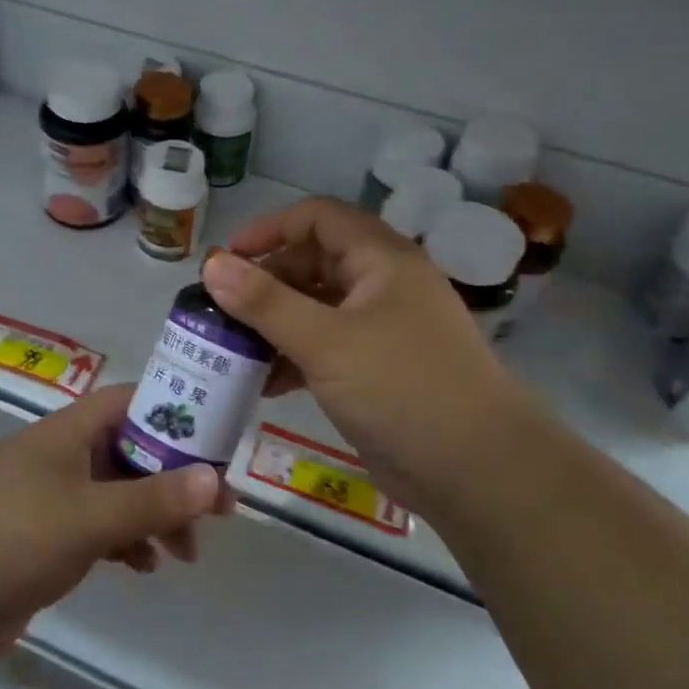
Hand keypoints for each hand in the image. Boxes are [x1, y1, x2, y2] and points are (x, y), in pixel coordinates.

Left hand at [0, 384, 231, 663]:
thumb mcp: (88, 517)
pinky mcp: (42, 537)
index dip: (175, 412)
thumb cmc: (10, 537)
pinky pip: (97, 528)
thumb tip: (214, 479)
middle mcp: (62, 456)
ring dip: (154, 515)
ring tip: (185, 552)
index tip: (216, 441)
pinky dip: (125, 541)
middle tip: (218, 511)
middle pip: (131, 451)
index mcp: (69, 432)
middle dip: (174, 477)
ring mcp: (50, 497)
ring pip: (117, 493)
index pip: (131, 401)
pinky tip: (143, 568)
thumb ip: (152, 499)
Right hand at [202, 196, 529, 508]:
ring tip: (230, 347)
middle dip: (264, 282)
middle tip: (220, 311)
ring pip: (314, 308)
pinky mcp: (374, 369)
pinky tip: (261, 383)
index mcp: (380, 260)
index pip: (317, 217)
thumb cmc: (402, 388)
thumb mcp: (326, 341)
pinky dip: (291, 357)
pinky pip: (323, 347)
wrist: (478, 470)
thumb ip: (265, 302)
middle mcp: (381, 285)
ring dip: (273, 323)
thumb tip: (210, 264)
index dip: (269, 229)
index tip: (227, 260)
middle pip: (312, 262)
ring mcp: (379, 329)